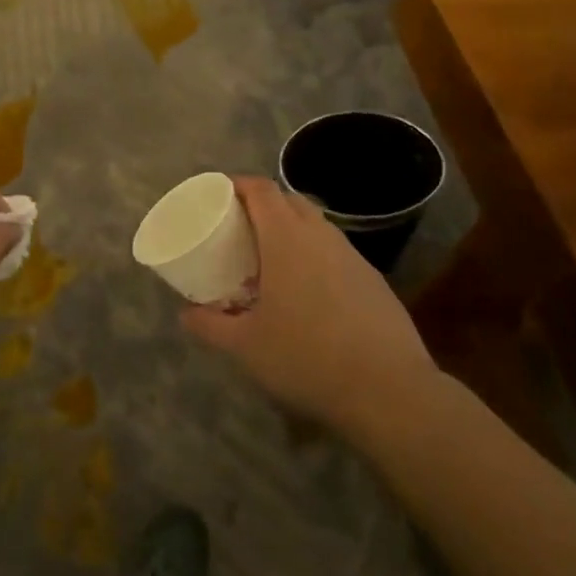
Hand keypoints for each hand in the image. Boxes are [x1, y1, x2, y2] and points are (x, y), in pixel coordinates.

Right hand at [182, 177, 435, 429]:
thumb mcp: (245, 346)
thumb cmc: (306, 357)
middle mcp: (321, 236)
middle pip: (289, 200)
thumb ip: (210, 325)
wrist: (389, 390)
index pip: (261, 189)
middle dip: (263, 205)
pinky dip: (315, 255)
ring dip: (292, 229)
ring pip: (316, 225)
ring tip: (271, 259)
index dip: (238, 185)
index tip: (219, 194)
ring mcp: (352, 256)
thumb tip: (186, 314)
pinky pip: (336, 251)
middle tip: (240, 228)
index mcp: (286, 238)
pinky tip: (308, 292)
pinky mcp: (373, 279)